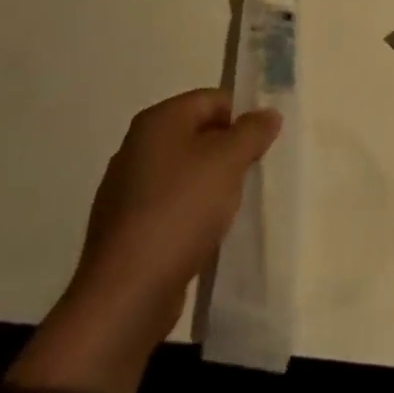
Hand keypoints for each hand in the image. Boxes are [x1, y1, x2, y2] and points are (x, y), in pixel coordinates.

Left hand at [9, 89, 280, 392]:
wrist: (127, 292)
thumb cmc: (181, 211)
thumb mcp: (228, 162)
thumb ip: (252, 132)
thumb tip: (268, 113)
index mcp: (158, 121)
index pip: (212, 99)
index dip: (242, 116)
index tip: (263, 145)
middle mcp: (137, 146)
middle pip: (198, 134)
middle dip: (228, 152)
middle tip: (253, 174)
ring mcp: (127, 189)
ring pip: (185, 172)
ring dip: (212, 184)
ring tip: (233, 208)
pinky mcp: (126, 227)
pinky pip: (170, 206)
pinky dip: (191, 213)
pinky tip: (206, 235)